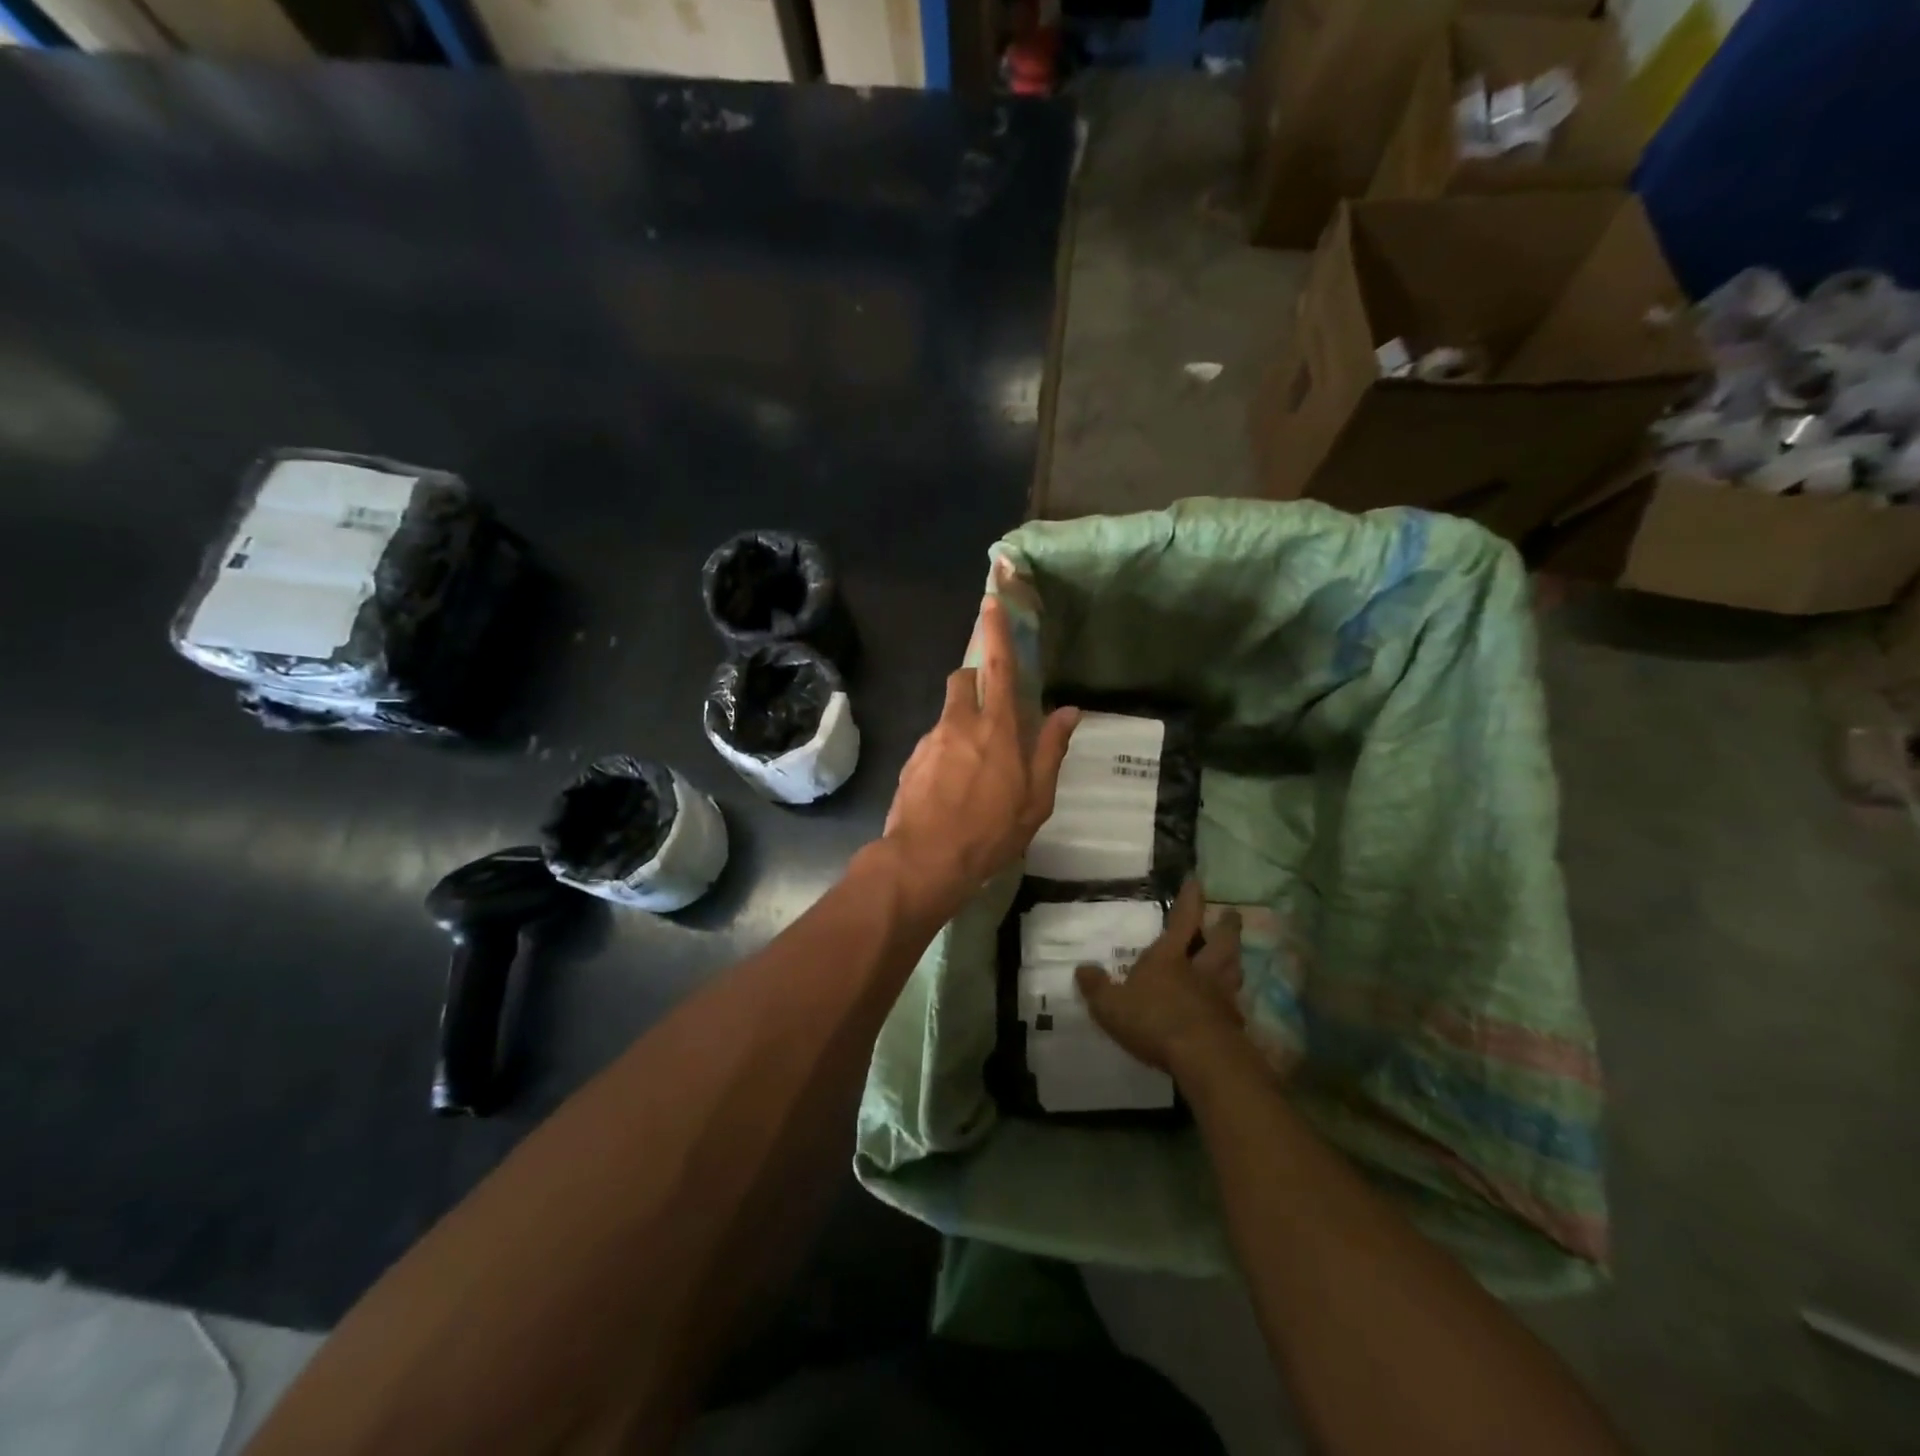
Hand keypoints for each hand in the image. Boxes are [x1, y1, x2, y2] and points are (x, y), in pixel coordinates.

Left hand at [882, 596, 1078, 912]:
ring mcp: (930, 741)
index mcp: (996, 728)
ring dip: (962, 724)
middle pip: (963, 680)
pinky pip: (933, 743)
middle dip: (975, 679)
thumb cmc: (990, 832)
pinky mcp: (911, 761)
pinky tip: (952, 788)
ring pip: (947, 714)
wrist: (925, 860)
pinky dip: (946, 752)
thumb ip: (1051, 750)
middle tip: (990, 709)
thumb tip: (1068, 711)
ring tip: (974, 769)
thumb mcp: (1036, 799)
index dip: (996, 632)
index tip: (991, 601)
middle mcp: (959, 724)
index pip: (999, 667)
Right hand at [1076, 881, 1242, 1072]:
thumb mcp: (1110, 1005)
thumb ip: (1096, 987)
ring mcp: (1220, 997)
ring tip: (1236, 954)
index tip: (1197, 881)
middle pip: (1220, 942)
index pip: (1183, 920)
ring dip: (1235, 959)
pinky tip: (1231, 1005)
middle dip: (1226, 926)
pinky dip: (1234, 1000)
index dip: (1190, 899)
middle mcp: (1200, 971)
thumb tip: (1082, 969)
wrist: (1203, 1057)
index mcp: (1169, 958)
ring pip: (1233, 970)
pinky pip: (1235, 1005)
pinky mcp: (1233, 1025)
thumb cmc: (1153, 1020)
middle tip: (1232, 914)